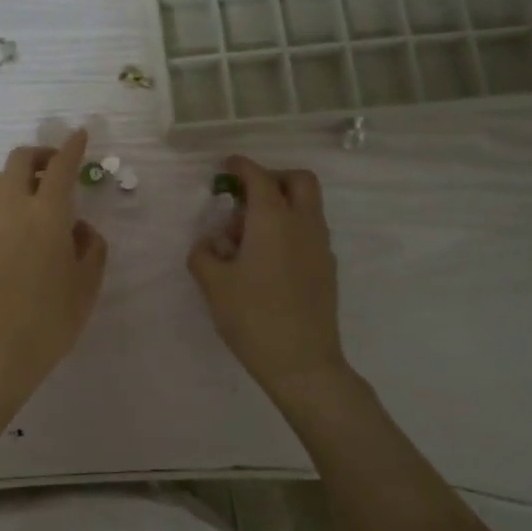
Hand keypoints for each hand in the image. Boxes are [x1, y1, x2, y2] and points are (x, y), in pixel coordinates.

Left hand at [0, 128, 107, 398]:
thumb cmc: (51, 320)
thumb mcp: (87, 284)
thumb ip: (92, 246)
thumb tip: (81, 228)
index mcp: (46, 214)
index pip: (59, 167)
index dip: (72, 147)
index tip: (81, 134)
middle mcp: (12, 208)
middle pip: (20, 161)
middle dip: (41, 154)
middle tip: (60, 168)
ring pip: (2, 180)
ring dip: (23, 175)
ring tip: (44, 198)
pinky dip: (11, 196)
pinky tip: (27, 223)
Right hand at [188, 155, 348, 397]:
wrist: (302, 363)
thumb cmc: (253, 317)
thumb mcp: (213, 284)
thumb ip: (204, 254)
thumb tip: (210, 243)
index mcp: (273, 220)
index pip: (258, 177)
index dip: (240, 166)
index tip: (226, 167)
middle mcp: (303, 224)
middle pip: (299, 181)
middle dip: (273, 178)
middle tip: (246, 196)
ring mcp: (320, 247)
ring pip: (307, 206)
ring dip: (280, 206)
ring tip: (247, 238)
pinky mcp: (326, 269)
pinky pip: (309, 231)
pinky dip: (289, 229)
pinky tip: (265, 260)